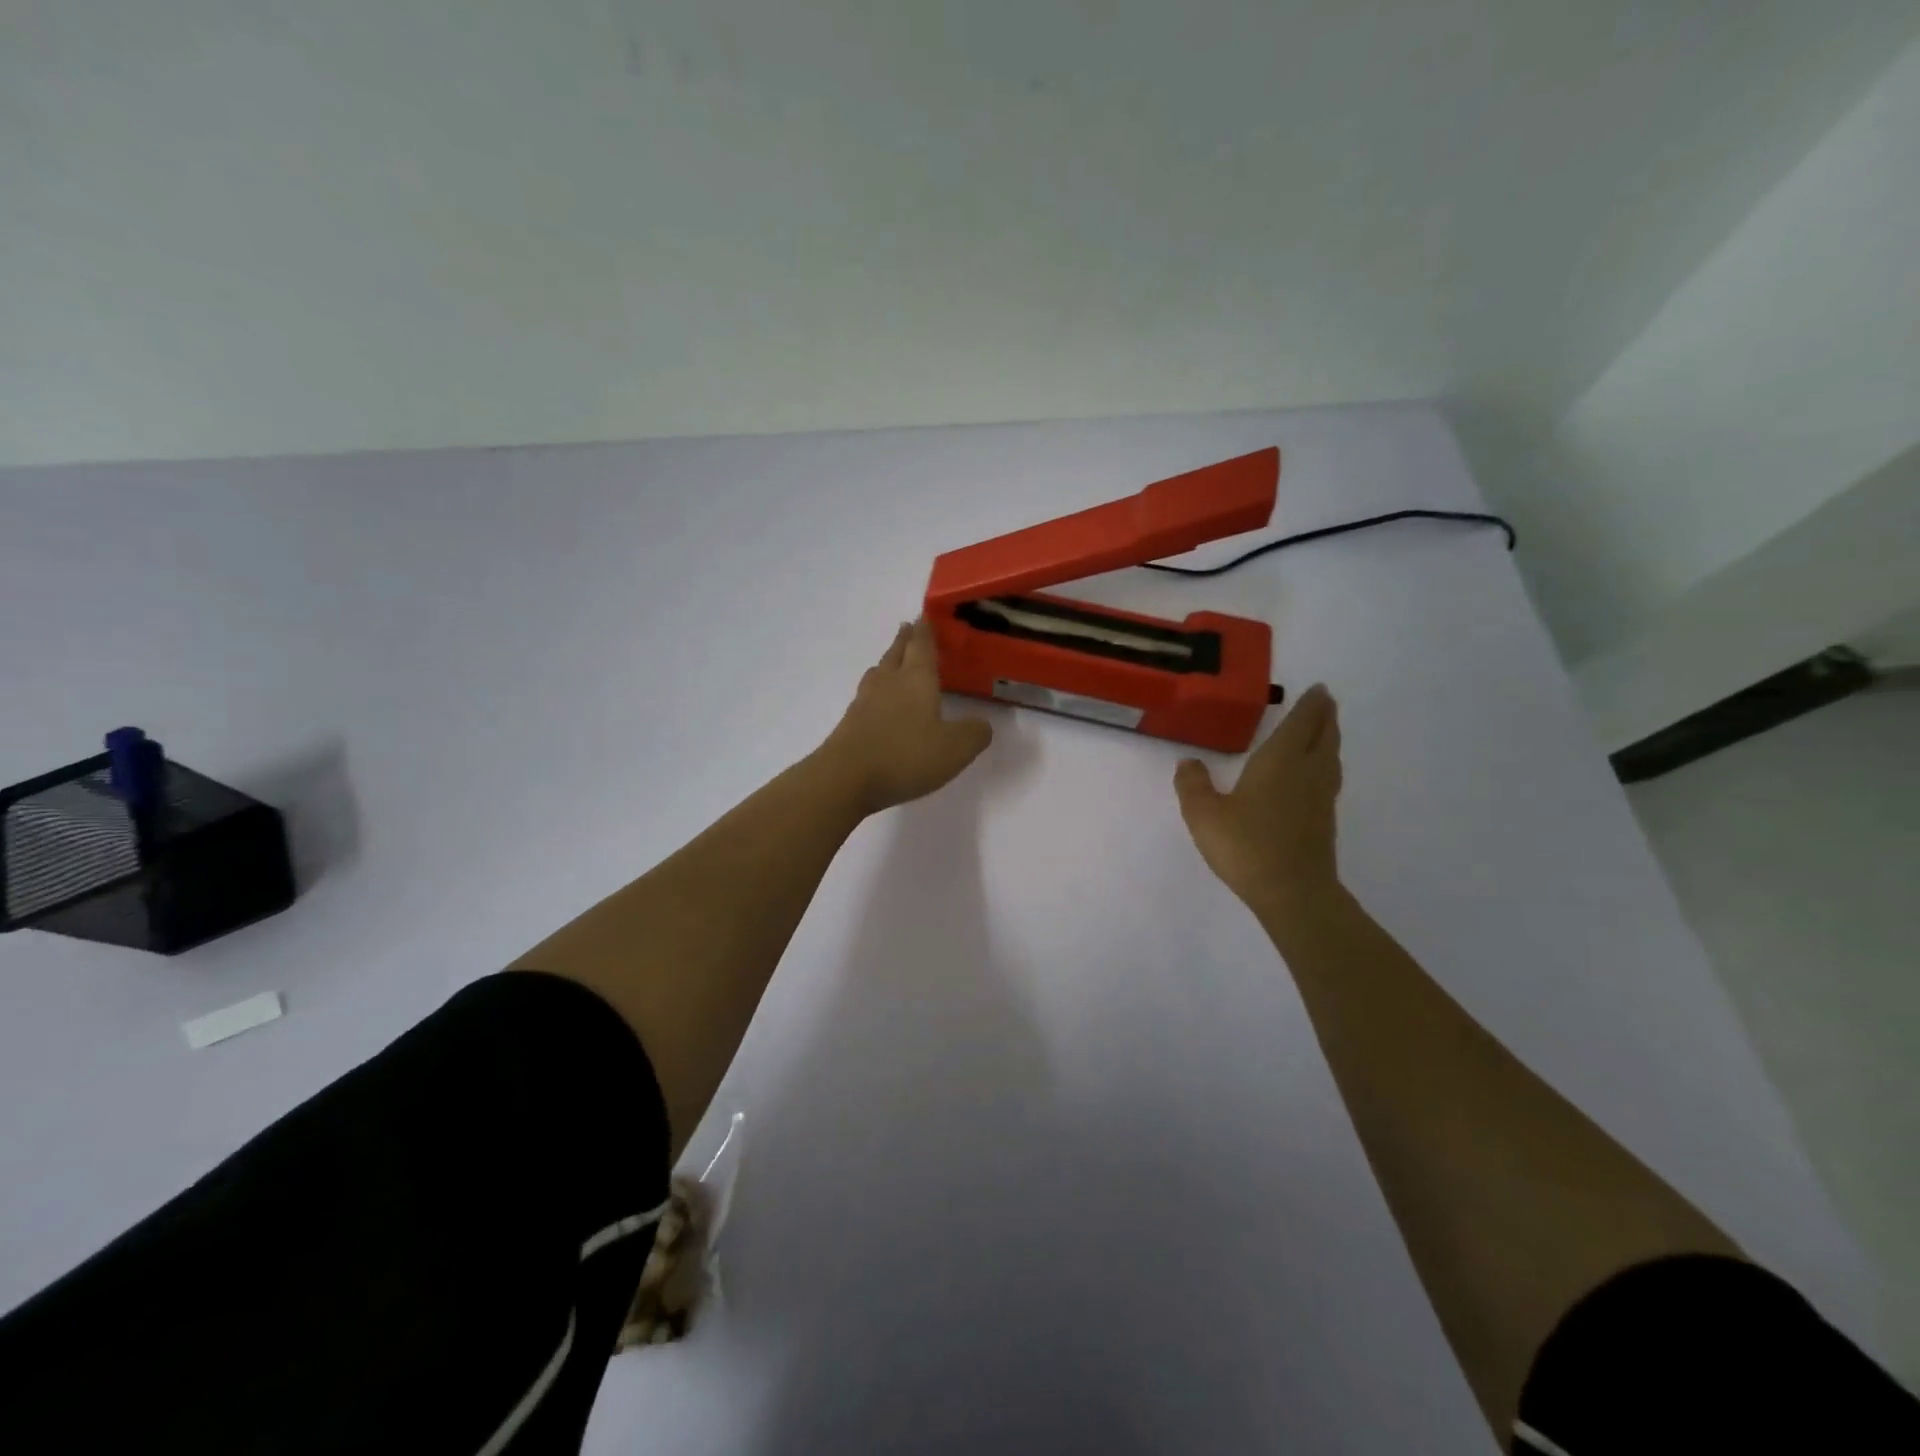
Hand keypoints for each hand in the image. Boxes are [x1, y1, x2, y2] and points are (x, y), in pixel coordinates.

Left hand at [818, 619, 993, 814]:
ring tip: (894, 661)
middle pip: (896, 653)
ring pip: (879, 673)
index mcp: (916, 679)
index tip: (924, 615)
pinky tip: (880, 703)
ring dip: (888, 662)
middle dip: (905, 639)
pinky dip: (877, 691)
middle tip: (909, 628)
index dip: (925, 630)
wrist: (846, 778)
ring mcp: (865, 702)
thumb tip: (982, 724)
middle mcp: (889, 683)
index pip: (921, 645)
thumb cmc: (905, 756)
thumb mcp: (955, 748)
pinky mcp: (850, 723)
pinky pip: (867, 696)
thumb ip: (974, 733)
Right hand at [1173, 683, 1342, 920]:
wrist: (1292, 892)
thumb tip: (1187, 762)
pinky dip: (1326, 764)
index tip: (1319, 689)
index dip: (1310, 705)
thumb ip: (1193, 785)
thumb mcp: (1204, 814)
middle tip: (1325, 700)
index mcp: (1281, 761)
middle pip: (1324, 736)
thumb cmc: (1246, 845)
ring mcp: (1320, 798)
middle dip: (1325, 716)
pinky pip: (1328, 779)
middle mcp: (1307, 772)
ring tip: (1325, 731)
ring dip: (1329, 739)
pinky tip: (1315, 775)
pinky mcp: (1324, 821)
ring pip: (1330, 758)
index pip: (1301, 724)